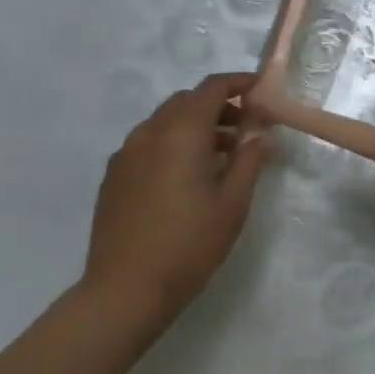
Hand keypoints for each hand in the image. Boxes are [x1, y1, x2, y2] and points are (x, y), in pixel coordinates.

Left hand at [82, 74, 272, 327]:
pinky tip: (187, 176)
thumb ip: (249, 161)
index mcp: (181, 133)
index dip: (237, 83)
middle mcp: (149, 133)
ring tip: (222, 155)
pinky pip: (148, 143)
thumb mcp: (232, 204)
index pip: (211, 89)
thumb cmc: (189, 245)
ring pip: (165, 122)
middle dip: (218, 105)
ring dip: (195, 125)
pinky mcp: (114, 175)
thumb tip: (260, 134)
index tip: (260, 89)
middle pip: (186, 101)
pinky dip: (173, 143)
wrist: (125, 290)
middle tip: (246, 127)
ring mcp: (126, 153)